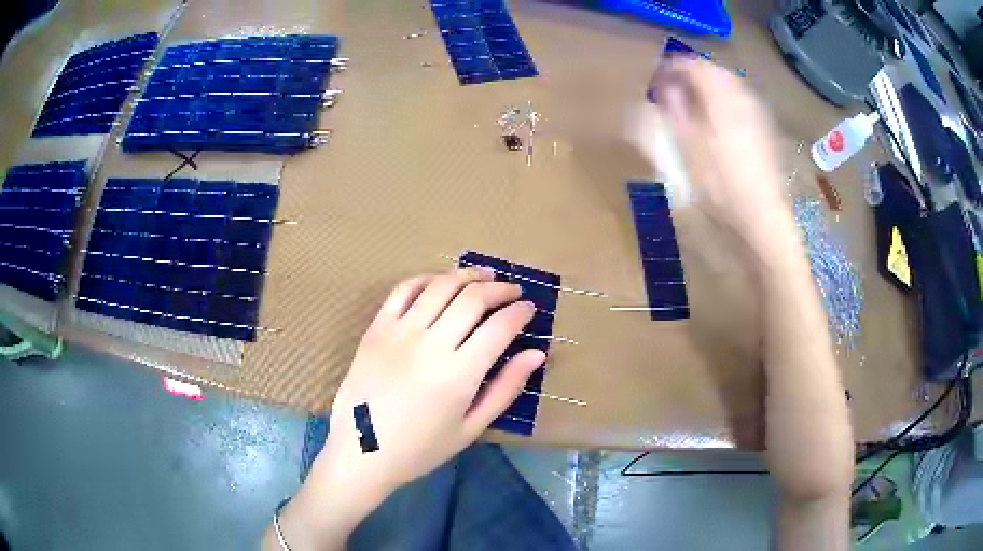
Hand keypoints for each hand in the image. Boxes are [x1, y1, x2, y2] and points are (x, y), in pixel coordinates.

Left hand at [265, 268, 545, 550]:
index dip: (520, 312)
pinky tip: (440, 282)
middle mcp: (430, 344)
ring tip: (484, 276)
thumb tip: (537, 354)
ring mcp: (399, 332)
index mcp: (458, 374)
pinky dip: (426, 278)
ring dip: (467, 275)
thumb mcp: (471, 428)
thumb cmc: (420, 448)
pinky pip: (403, 290)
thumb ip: (506, 388)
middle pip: (472, 299)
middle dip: (500, 289)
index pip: (499, 327)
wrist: (361, 451)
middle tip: (513, 290)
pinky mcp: (376, 328)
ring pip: (440, 286)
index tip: (530, 308)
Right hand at [648, 58, 796, 259]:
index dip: (671, 67)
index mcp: (721, 97)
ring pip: (730, 85)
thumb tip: (665, 90)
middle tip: (672, 91)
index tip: (655, 79)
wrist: (762, 217)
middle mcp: (742, 97)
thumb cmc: (721, 185)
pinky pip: (741, 102)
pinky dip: (724, 102)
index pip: (694, 65)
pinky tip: (717, 121)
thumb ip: (674, 113)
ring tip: (692, 105)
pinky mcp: (765, 130)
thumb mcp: (687, 149)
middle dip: (691, 75)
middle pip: (714, 71)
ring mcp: (757, 113)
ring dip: (709, 88)